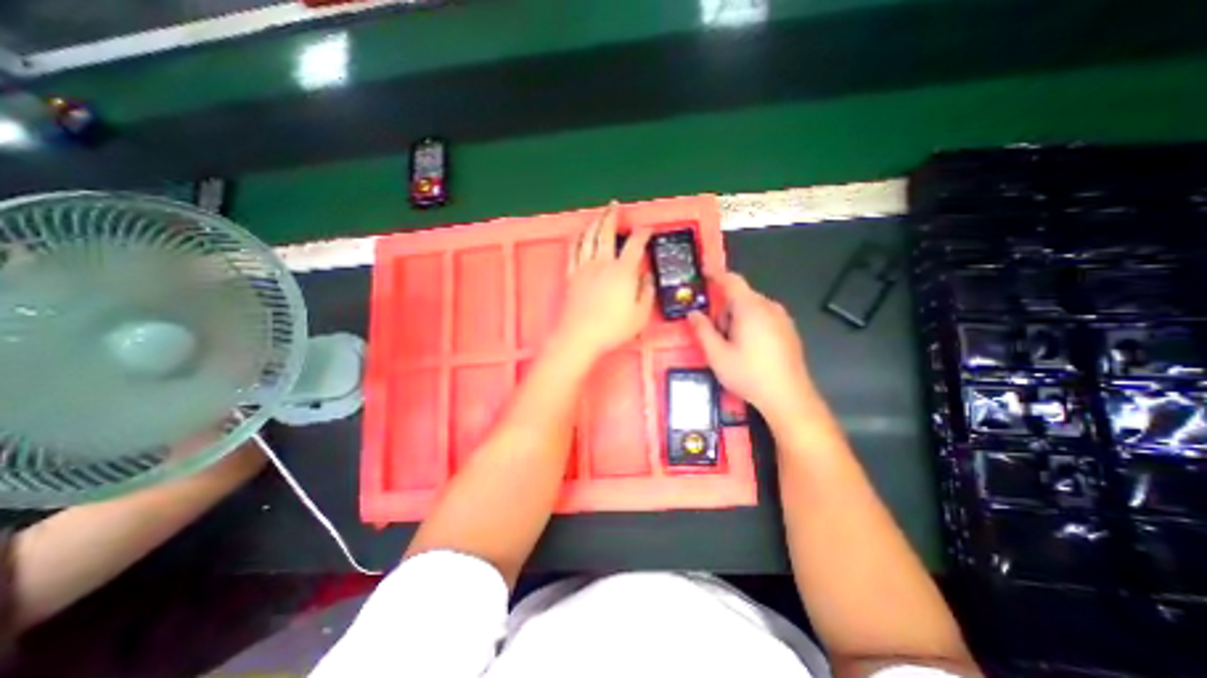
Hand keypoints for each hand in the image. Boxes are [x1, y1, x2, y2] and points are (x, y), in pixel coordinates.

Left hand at [551, 200, 656, 358]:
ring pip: (588, 237)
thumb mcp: (640, 314)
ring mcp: (584, 267)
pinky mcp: (572, 275)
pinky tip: (579, 234)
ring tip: (599, 215)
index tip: (647, 229)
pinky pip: (573, 250)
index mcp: (623, 271)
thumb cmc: (612, 328)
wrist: (580, 336)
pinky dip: (577, 238)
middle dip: (612, 216)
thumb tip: (647, 277)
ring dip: (594, 222)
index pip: (635, 244)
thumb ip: (647, 292)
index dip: (643, 233)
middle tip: (615, 206)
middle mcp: (602, 263)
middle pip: (606, 232)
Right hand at [687, 273, 819, 426]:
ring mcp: (782, 318)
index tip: (703, 271)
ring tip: (732, 345)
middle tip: (715, 333)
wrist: (788, 397)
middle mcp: (769, 307)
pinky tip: (749, 349)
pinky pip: (764, 317)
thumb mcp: (717, 355)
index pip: (731, 280)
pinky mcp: (789, 330)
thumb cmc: (749, 374)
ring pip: (752, 308)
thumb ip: (702, 330)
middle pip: (741, 296)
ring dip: (737, 318)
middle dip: (724, 308)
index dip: (716, 273)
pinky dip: (750, 324)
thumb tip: (692, 313)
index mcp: (750, 308)